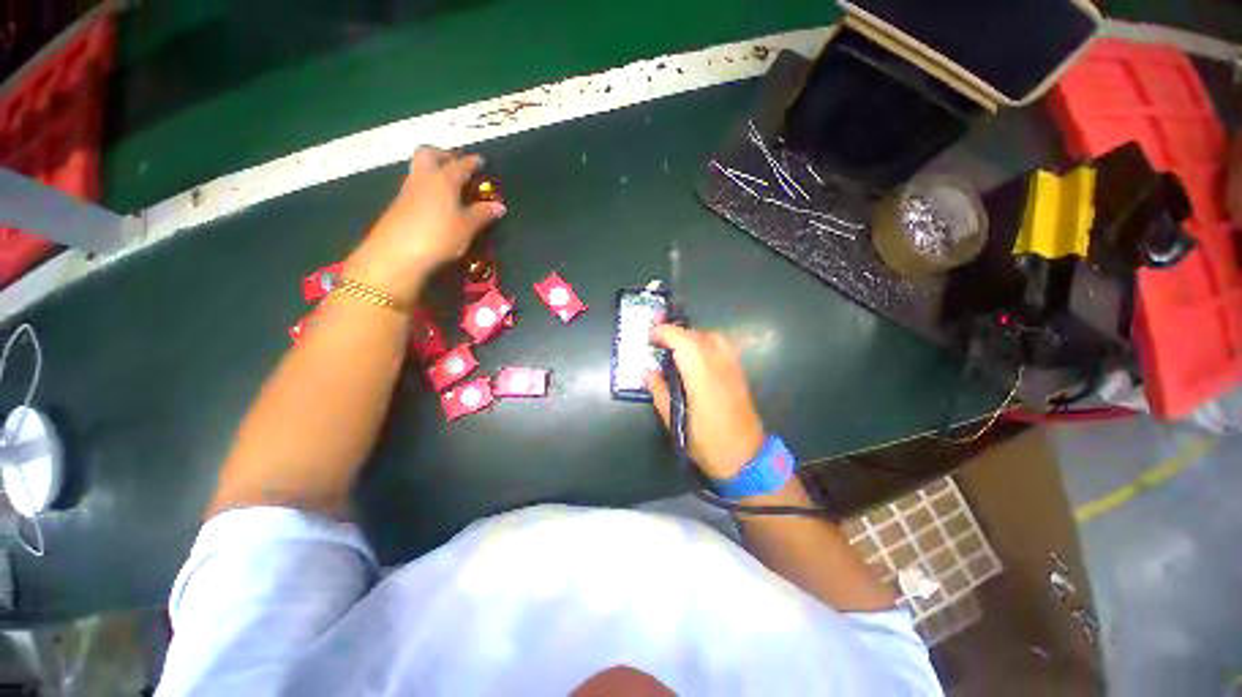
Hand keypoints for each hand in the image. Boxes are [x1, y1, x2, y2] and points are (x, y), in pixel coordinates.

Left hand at [345, 147, 506, 303]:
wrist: (397, 252)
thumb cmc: (439, 236)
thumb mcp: (467, 227)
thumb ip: (483, 214)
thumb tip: (500, 206)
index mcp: (444, 180)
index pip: (460, 165)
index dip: (471, 162)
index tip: (480, 160)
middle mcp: (424, 178)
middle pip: (428, 153)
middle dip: (443, 154)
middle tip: (455, 163)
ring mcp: (408, 190)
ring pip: (419, 168)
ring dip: (432, 168)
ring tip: (447, 182)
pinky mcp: (399, 204)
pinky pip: (414, 185)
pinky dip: (426, 185)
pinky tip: (434, 201)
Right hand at [645, 325, 765, 479]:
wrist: (747, 458)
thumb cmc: (707, 444)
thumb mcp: (676, 422)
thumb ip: (659, 392)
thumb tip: (645, 371)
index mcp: (702, 379)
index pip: (683, 342)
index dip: (665, 332)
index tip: (649, 335)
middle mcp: (720, 367)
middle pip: (697, 336)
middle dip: (675, 332)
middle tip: (657, 340)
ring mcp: (733, 368)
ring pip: (713, 336)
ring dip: (692, 336)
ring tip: (676, 346)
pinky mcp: (739, 373)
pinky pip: (723, 346)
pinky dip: (706, 342)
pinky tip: (696, 356)